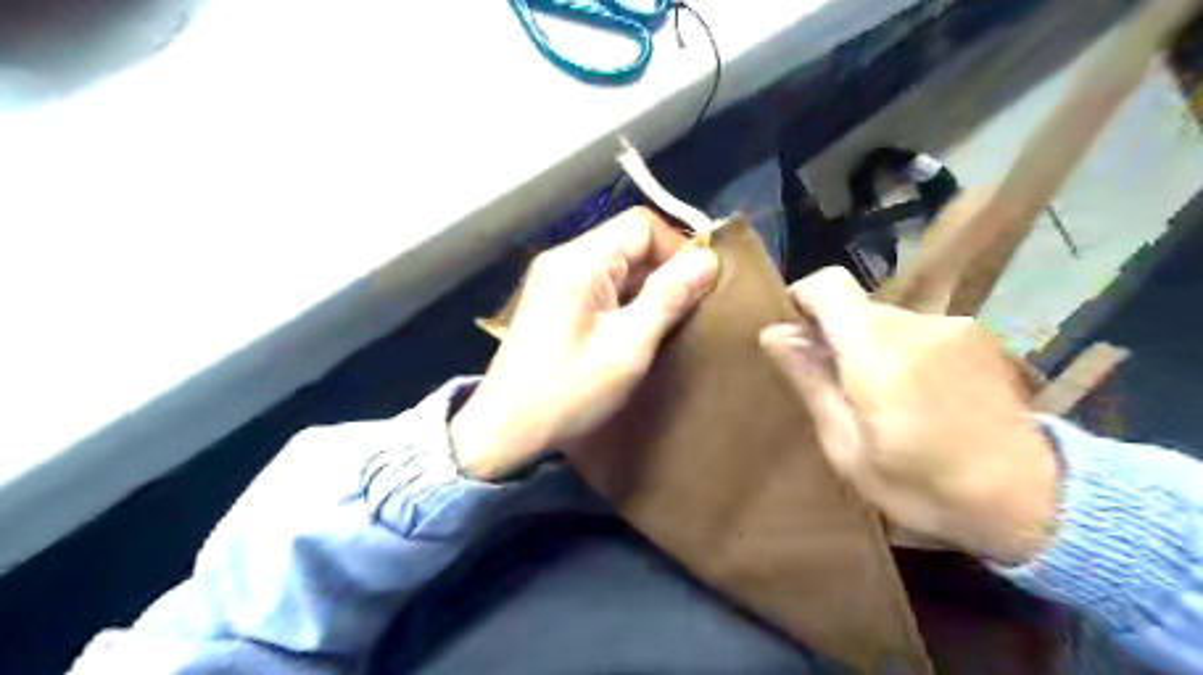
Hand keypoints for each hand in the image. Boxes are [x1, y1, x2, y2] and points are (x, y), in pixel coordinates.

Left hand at [449, 208, 710, 482]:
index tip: (698, 288)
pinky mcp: (555, 297)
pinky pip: (601, 281)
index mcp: (579, 262)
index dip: (677, 249)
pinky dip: (627, 296)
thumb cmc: (567, 393)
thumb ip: (667, 300)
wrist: (505, 428)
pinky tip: (637, 327)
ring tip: (666, 321)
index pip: (641, 225)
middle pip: (628, 240)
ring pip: (617, 261)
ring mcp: (555, 277)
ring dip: (647, 284)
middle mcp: (564, 258)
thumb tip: (709, 260)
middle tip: (687, 310)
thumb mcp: (627, 349)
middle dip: (664, 269)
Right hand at [759, 266, 1058, 565]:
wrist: (1036, 502)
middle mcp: (916, 322)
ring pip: (885, 321)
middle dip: (835, 337)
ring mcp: (954, 326)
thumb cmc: (924, 486)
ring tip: (882, 401)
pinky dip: (902, 352)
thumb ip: (811, 382)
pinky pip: (918, 331)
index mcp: (877, 348)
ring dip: (869, 348)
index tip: (796, 337)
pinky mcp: (979, 337)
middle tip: (838, 391)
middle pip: (855, 307)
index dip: (802, 300)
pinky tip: (919, 398)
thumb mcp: (848, 448)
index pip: (828, 284)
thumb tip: (773, 334)